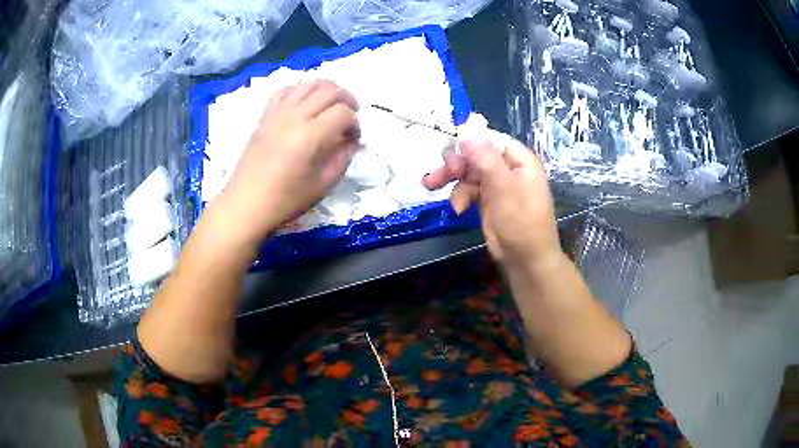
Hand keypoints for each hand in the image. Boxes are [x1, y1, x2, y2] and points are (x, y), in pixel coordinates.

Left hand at [215, 80, 359, 246]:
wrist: (247, 203)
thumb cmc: (286, 199)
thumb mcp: (323, 184)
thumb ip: (343, 157)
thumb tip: (351, 141)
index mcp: (311, 135)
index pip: (344, 113)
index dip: (355, 123)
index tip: (354, 138)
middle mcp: (295, 116)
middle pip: (329, 90)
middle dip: (347, 99)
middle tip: (350, 115)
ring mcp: (278, 113)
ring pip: (308, 84)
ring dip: (326, 89)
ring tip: (331, 103)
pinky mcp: (265, 115)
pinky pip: (285, 90)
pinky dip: (300, 90)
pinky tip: (304, 102)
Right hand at [423, 139, 561, 269]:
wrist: (525, 260)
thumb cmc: (521, 222)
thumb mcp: (504, 188)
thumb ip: (486, 159)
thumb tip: (466, 131)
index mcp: (519, 160)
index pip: (490, 139)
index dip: (470, 141)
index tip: (451, 149)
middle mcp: (507, 168)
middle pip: (475, 154)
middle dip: (456, 162)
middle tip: (441, 172)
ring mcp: (497, 184)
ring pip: (468, 171)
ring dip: (451, 178)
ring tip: (430, 185)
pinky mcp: (487, 200)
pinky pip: (468, 189)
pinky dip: (459, 196)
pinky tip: (457, 209)